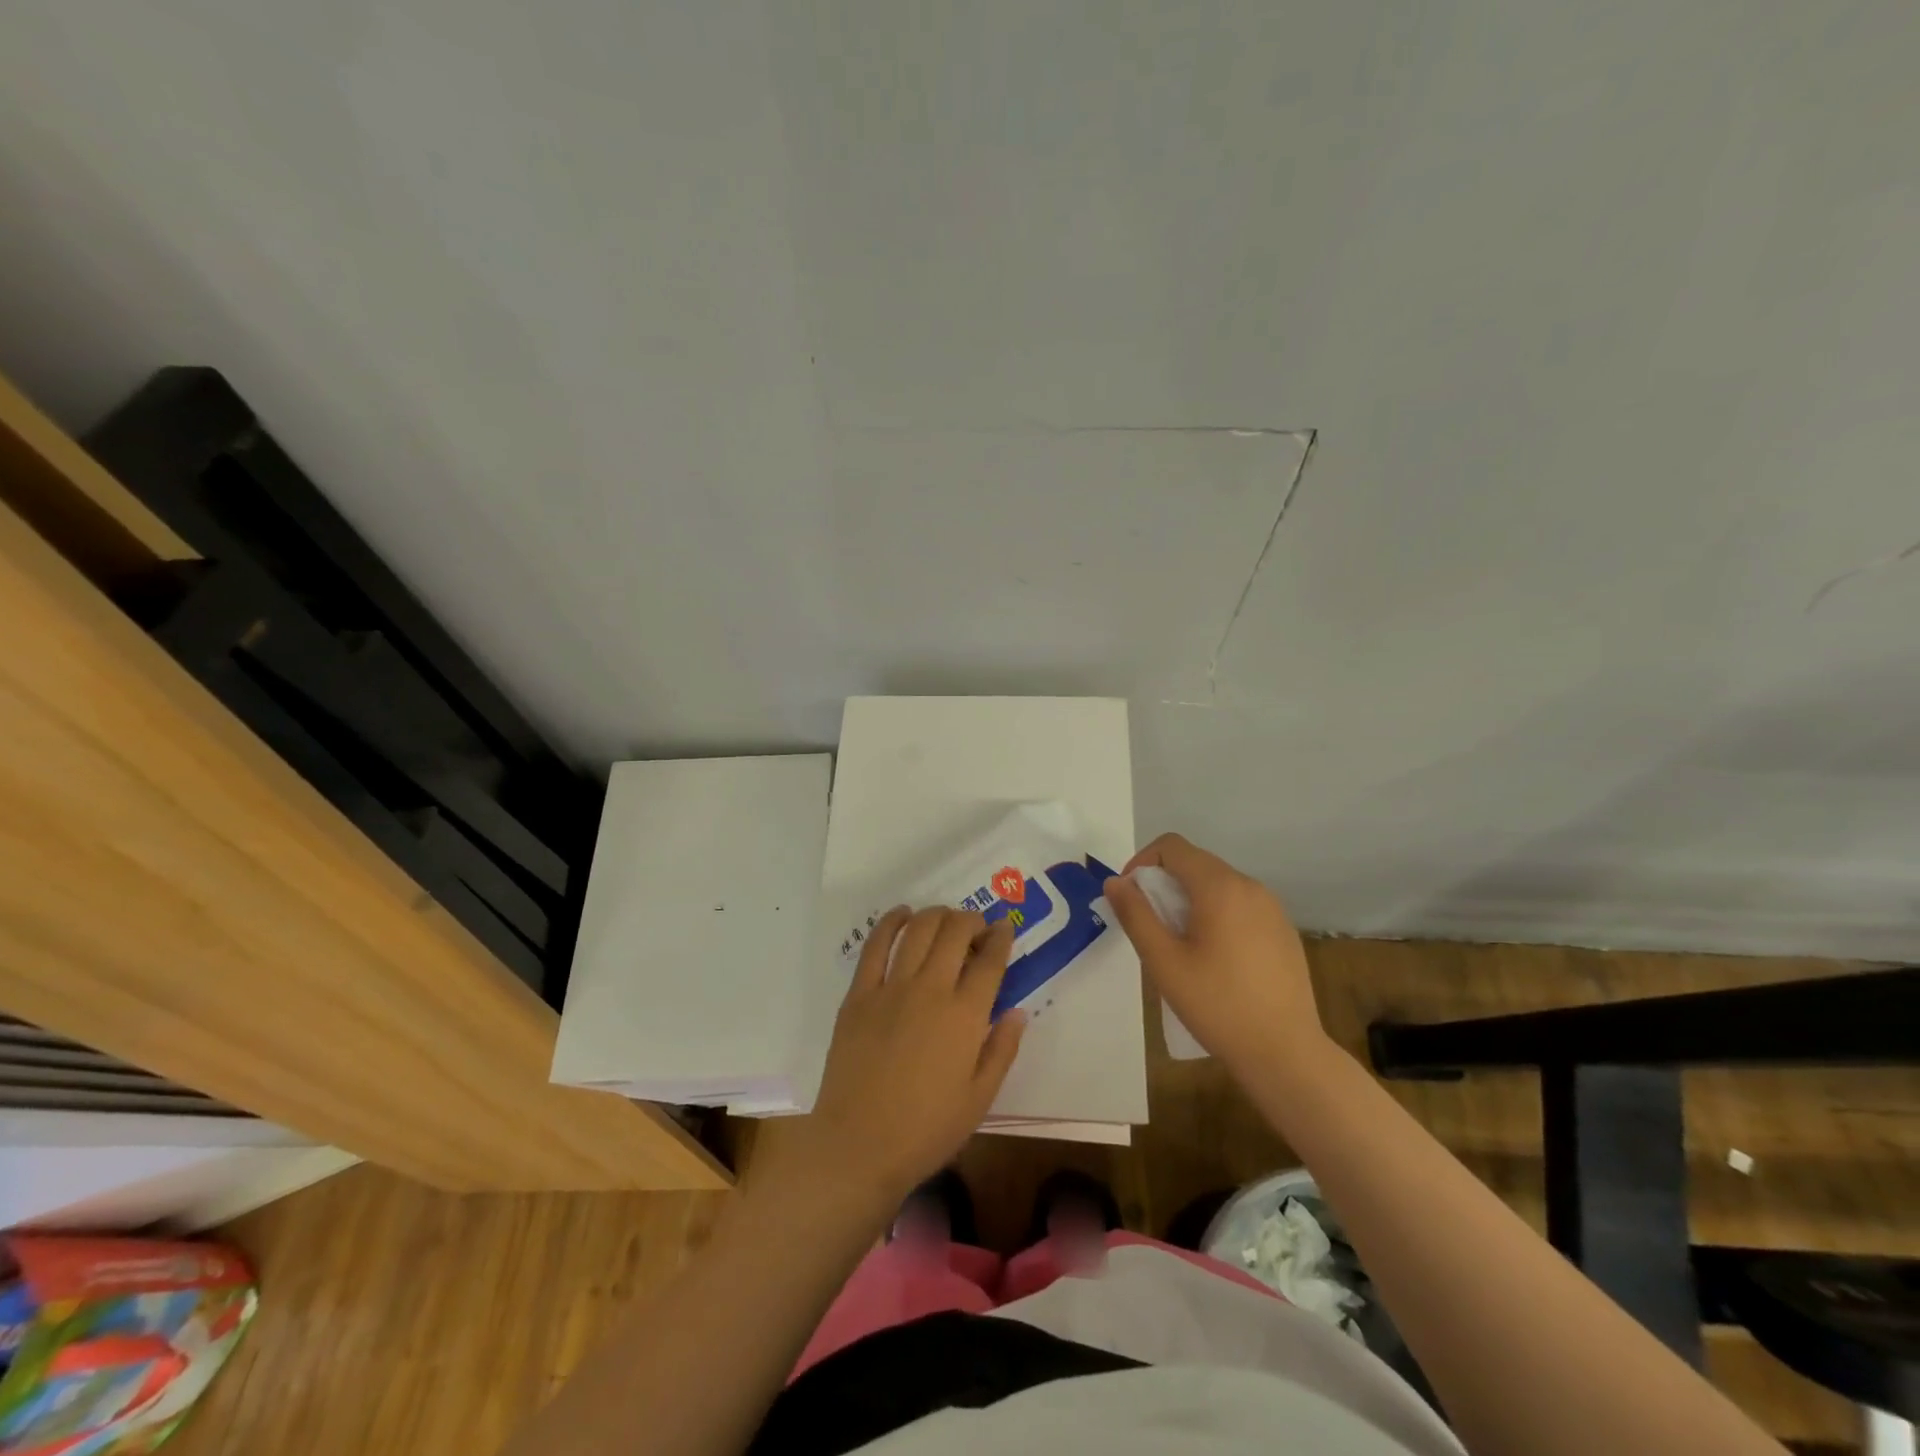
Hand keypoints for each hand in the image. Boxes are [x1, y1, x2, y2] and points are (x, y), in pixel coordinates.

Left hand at [795, 907, 1025, 1206]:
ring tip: (944, 918)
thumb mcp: (980, 1098)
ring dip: (937, 915)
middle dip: (971, 920)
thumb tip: (1017, 1011)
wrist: (860, 1145)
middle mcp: (931, 990)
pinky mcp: (859, 994)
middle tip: (976, 927)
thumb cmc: (927, 1129)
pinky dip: (891, 922)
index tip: (1005, 928)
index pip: (990, 960)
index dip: (1001, 937)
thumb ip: (1002, 1049)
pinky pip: (875, 945)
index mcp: (965, 1016)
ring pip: (919, 929)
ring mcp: (891, 988)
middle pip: (955, 932)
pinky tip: (902, 914)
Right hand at [1102, 833, 1332, 1076]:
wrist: (1285, 1052)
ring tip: (1180, 945)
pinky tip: (1215, 959)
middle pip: (1195, 863)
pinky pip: (1240, 905)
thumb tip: (1115, 882)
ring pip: (1218, 884)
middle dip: (1164, 884)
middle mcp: (1249, 886)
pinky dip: (1217, 915)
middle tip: (1151, 926)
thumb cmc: (1217, 1005)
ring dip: (1189, 900)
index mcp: (1219, 887)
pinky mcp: (1283, 930)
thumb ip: (1135, 915)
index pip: (1172, 846)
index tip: (1130, 898)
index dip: (1142, 862)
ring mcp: (1272, 908)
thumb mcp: (1163, 961)